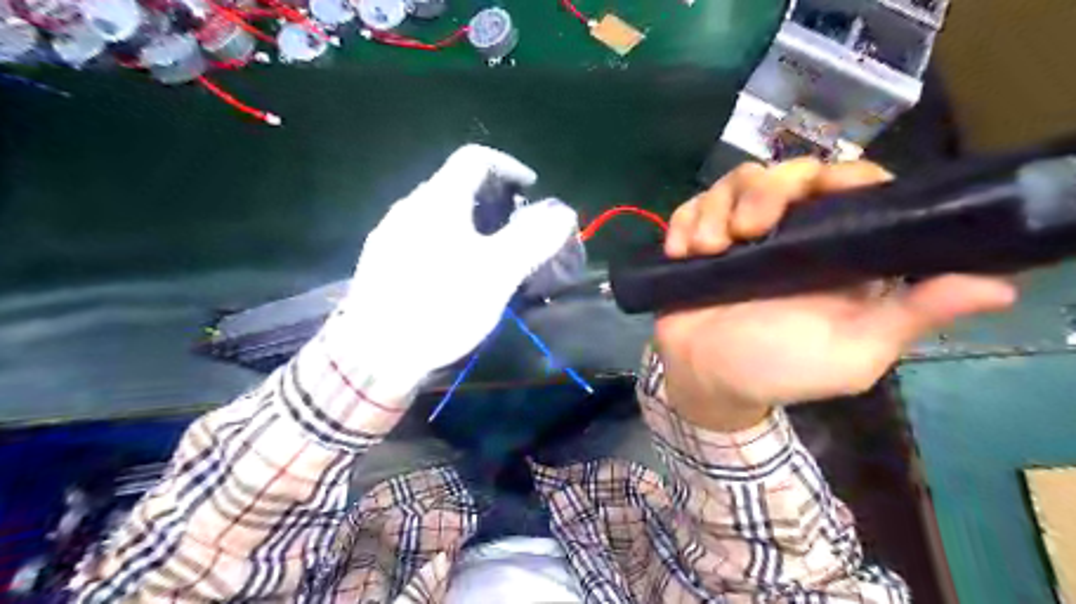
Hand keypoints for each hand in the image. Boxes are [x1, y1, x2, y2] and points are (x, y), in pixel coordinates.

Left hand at [335, 147, 579, 386]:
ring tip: (489, 249)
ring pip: (437, 211)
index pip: (474, 157)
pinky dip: (448, 239)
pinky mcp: (380, 261)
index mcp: (438, 201)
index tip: (531, 187)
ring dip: (469, 219)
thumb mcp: (496, 274)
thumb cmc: (440, 306)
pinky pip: (422, 234)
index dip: (508, 165)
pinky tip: (453, 271)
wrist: (374, 355)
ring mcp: (389, 234)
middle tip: (515, 223)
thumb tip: (562, 212)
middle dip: (491, 196)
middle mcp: (409, 207)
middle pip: (455, 183)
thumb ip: (532, 239)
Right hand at [656, 158, 1018, 431]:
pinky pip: (691, 207)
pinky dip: (684, 221)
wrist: (704, 380)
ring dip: (715, 210)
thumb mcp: (851, 353)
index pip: (850, 186)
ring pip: (735, 182)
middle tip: (745, 231)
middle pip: (785, 172)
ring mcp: (739, 234)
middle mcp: (789, 234)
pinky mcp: (700, 239)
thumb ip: (910, 317)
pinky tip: (680, 251)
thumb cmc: (777, 370)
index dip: (840, 177)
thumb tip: (999, 286)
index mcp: (833, 252)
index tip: (820, 190)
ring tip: (705, 250)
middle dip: (763, 191)